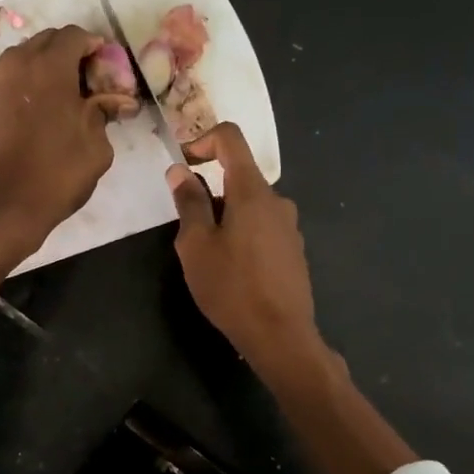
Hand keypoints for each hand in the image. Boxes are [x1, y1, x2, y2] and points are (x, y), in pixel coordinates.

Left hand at [0, 26, 132, 336]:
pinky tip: (34, 113)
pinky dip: (22, 86)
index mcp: (49, 66)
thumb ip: (104, 113)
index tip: (105, 69)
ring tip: (59, 99)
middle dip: (68, 55)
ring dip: (43, 69)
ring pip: (23, 59)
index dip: (94, 48)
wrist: (3, 206)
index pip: (75, 35)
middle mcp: (16, 63)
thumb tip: (113, 101)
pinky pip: (6, 80)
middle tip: (85, 83)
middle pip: (46, 42)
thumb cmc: (57, 175)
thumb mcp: (96, 146)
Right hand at [168, 123, 324, 379]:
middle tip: (188, 231)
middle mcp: (277, 200)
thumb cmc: (231, 287)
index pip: (231, 139)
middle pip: (239, 176)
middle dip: (210, 192)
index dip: (203, 140)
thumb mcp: (197, 245)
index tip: (183, 163)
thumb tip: (180, 170)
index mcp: (252, 191)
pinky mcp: (294, 250)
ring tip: (209, 257)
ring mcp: (289, 226)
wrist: (280, 334)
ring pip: (250, 206)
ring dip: (226, 217)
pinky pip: (263, 228)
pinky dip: (242, 234)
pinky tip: (233, 271)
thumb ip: (189, 203)